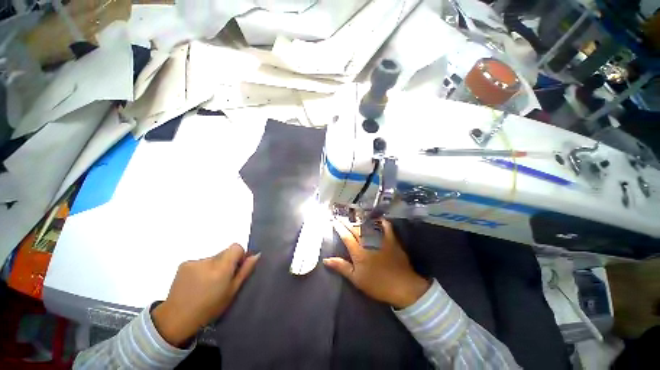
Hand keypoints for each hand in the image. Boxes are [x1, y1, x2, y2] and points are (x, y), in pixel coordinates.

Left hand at [152, 244, 259, 346]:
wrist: (176, 319)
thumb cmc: (209, 308)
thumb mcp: (232, 292)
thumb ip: (245, 271)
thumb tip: (257, 255)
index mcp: (221, 268)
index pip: (236, 247)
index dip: (239, 255)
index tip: (236, 269)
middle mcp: (208, 260)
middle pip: (225, 252)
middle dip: (226, 262)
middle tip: (221, 280)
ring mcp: (194, 262)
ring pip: (213, 258)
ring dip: (214, 266)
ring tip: (207, 284)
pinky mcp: (184, 264)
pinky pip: (201, 262)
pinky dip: (202, 269)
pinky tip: (196, 283)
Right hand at [324, 218, 429, 308]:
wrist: (402, 286)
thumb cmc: (377, 284)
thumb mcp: (356, 279)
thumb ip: (341, 267)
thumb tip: (326, 260)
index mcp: (358, 252)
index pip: (346, 236)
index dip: (339, 228)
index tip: (334, 221)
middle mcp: (368, 242)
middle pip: (355, 229)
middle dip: (347, 222)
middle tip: (341, 217)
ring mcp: (381, 239)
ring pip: (368, 226)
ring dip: (360, 220)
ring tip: (353, 216)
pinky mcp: (392, 240)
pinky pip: (386, 226)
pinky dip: (381, 221)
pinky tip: (377, 218)